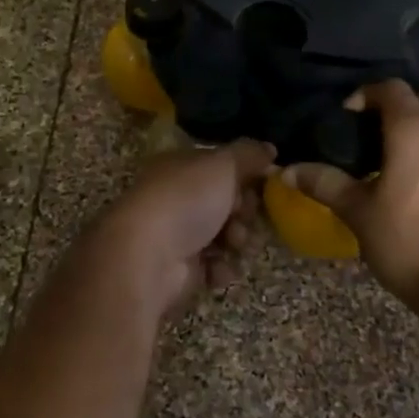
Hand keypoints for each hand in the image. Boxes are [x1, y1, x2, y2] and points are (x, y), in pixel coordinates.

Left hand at [87, 140, 275, 318]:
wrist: (147, 256)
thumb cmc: (185, 200)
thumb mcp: (223, 165)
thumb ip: (249, 154)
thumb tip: (270, 149)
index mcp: (180, 166)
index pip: (222, 167)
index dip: (246, 176)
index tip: (264, 185)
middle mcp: (177, 197)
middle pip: (227, 203)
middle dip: (244, 212)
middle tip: (242, 217)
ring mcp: (177, 234)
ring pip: (225, 236)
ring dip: (237, 241)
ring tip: (232, 245)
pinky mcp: (181, 268)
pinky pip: (215, 266)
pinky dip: (220, 268)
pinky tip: (217, 268)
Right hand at [285, 80, 418, 300]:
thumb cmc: (409, 241)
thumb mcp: (358, 212)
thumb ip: (324, 184)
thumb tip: (286, 171)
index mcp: (415, 131)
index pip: (393, 89)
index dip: (368, 94)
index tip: (349, 115)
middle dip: (411, 102)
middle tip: (385, 130)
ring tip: (406, 163)